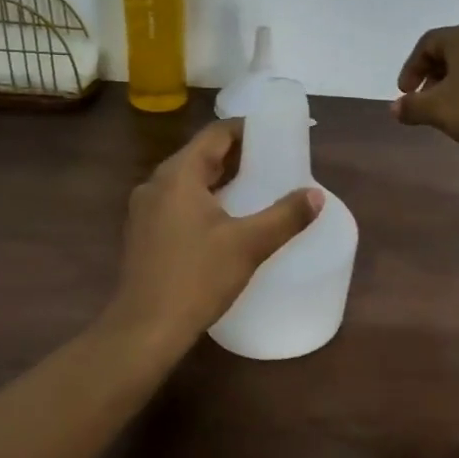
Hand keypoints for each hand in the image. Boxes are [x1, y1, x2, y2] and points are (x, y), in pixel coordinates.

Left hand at [104, 119, 323, 356]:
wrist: (145, 328)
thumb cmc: (197, 278)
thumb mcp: (248, 245)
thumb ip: (285, 216)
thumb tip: (316, 195)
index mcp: (178, 175)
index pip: (215, 134)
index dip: (246, 128)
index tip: (274, 133)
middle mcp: (156, 183)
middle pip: (200, 155)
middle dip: (236, 154)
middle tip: (272, 160)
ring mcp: (144, 209)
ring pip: (187, 180)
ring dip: (219, 178)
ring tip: (254, 186)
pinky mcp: (142, 233)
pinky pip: (177, 201)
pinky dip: (202, 199)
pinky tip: (224, 219)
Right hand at [391, 24, 458, 155]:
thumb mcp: (439, 111)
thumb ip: (412, 107)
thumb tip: (395, 107)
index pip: (428, 42)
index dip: (411, 67)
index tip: (406, 94)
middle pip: (453, 49)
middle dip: (434, 74)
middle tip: (426, 101)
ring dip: (458, 81)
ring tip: (453, 108)